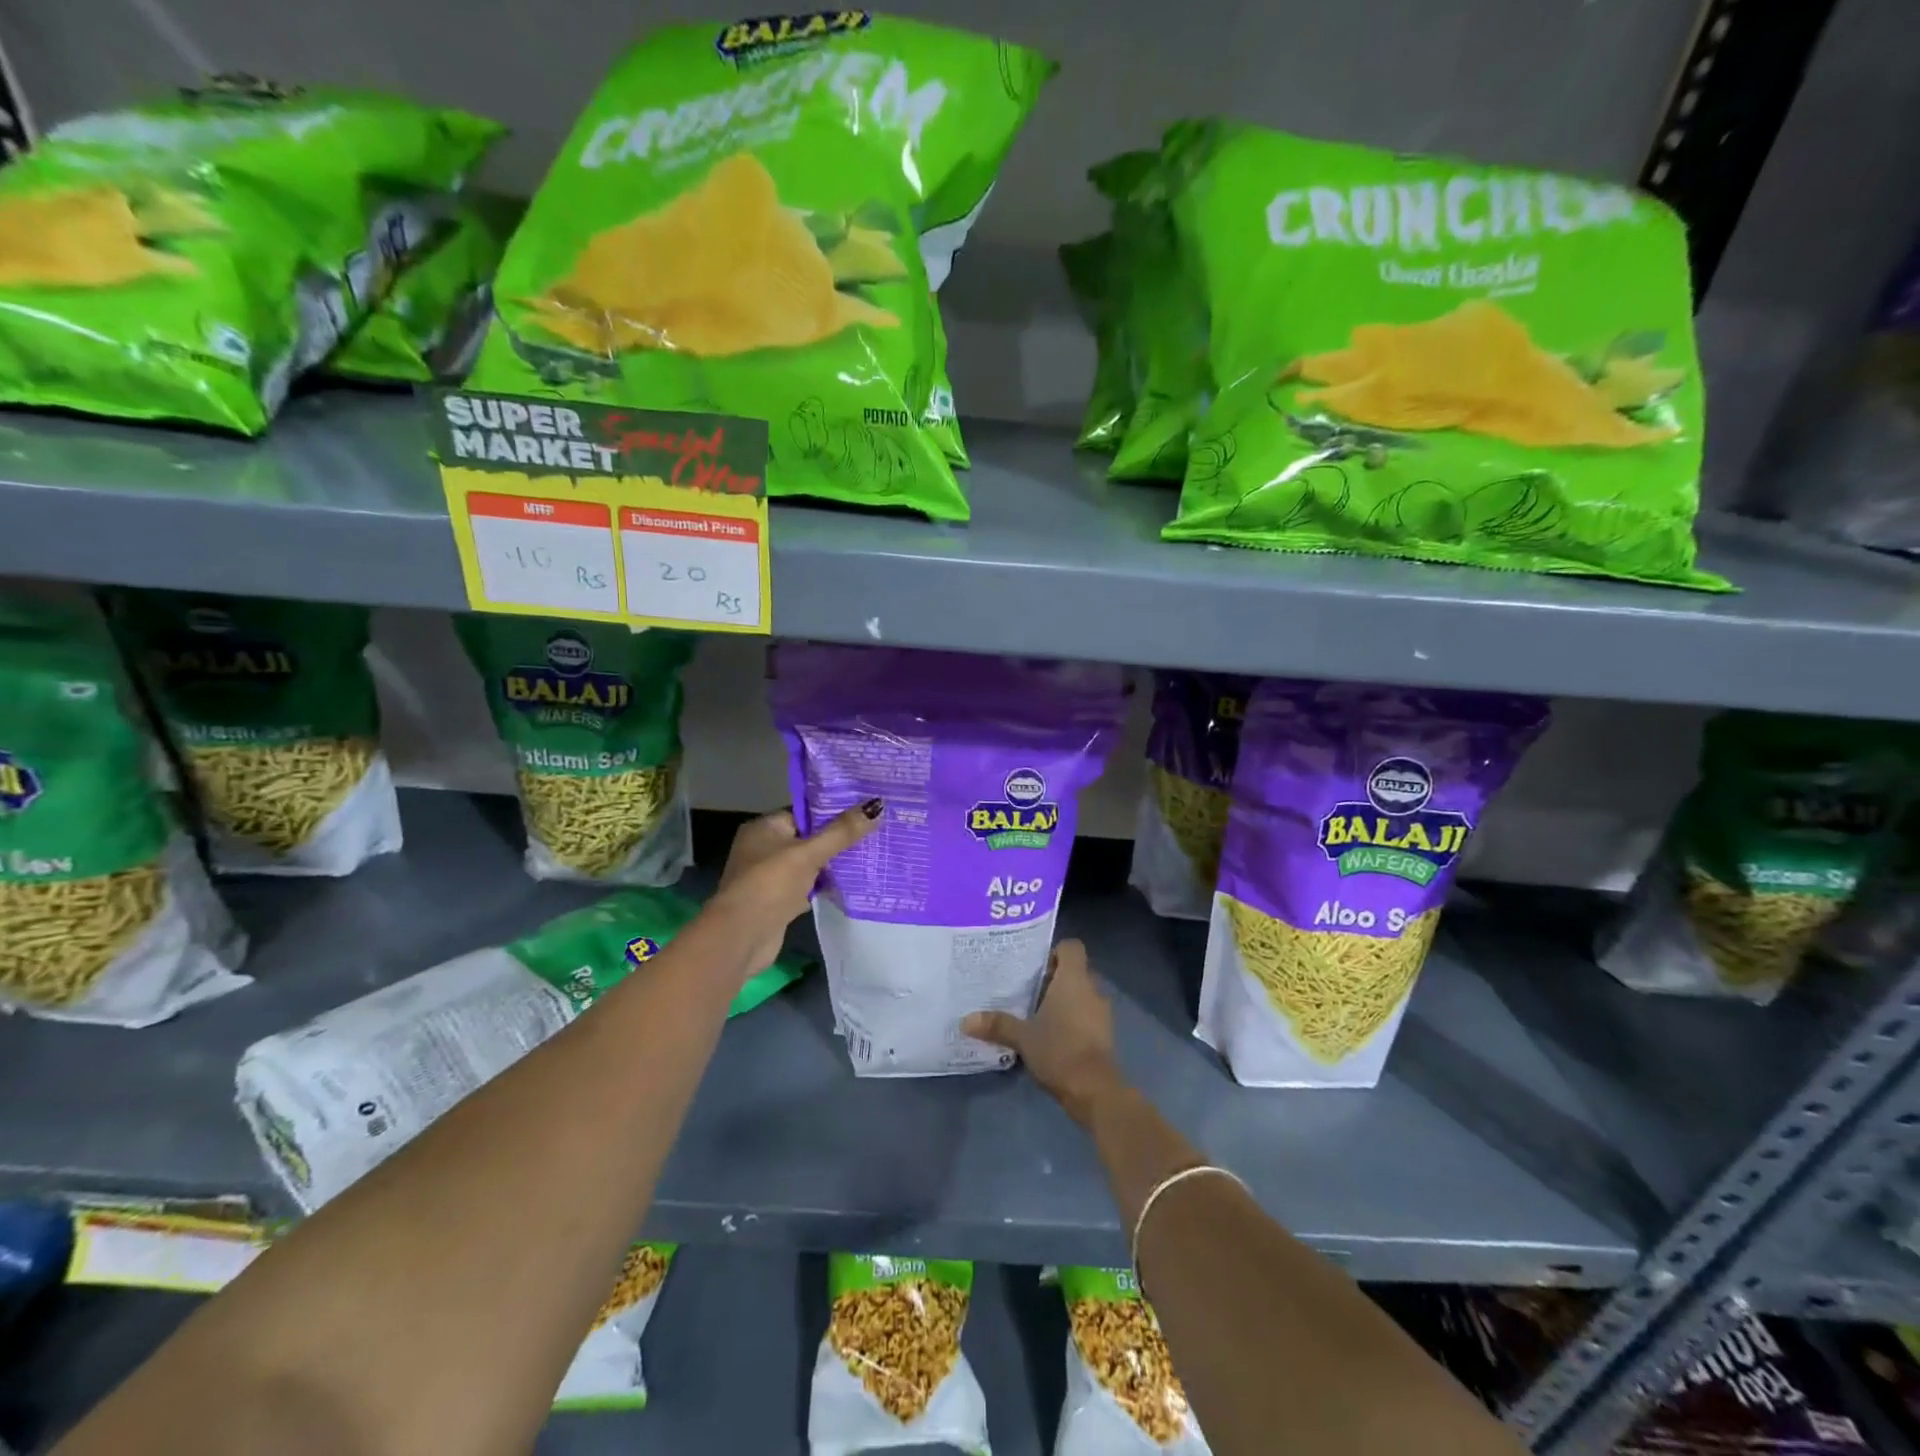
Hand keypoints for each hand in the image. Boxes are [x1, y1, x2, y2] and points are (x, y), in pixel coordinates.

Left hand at [708, 799, 881, 974]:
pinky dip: (825, 886)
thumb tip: (878, 805)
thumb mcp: (809, 853)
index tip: (864, 811)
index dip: (833, 811)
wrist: (742, 937)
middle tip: (874, 833)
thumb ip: (842, 832)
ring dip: (833, 865)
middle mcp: (764, 849)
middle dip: (837, 839)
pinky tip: (852, 884)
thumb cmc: (771, 884)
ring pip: (810, 864)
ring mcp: (770, 877)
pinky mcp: (779, 901)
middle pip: (808, 838)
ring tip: (870, 856)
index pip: (804, 812)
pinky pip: (808, 886)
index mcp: (764, 828)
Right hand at [963, 940, 1123, 1126]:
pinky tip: (1052, 1034)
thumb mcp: (1022, 1037)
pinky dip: (1073, 1019)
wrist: (1094, 1090)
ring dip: (1063, 1000)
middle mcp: (1092, 989)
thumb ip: (997, 1025)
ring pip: (1081, 994)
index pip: (1071, 947)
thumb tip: (965, 1020)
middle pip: (1074, 971)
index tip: (1034, 967)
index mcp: (1074, 979)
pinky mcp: (1105, 1033)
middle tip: (1027, 990)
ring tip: (1036, 1013)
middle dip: (1053, 979)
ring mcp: (1102, 1012)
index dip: (1054, 952)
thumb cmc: (1059, 1050)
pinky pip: (1087, 1014)